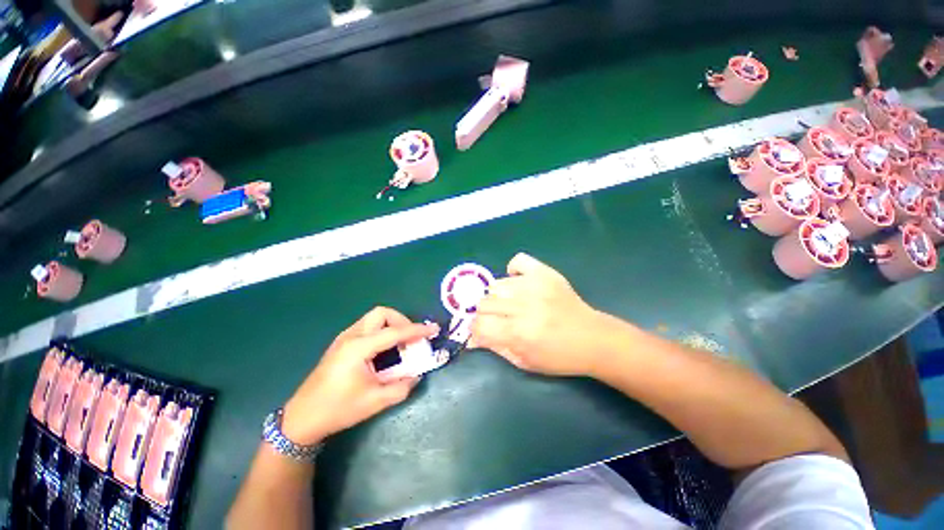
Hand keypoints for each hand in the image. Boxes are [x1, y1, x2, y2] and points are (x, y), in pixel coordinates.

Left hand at [282, 307, 437, 444]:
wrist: (301, 419)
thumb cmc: (337, 409)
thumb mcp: (374, 402)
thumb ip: (401, 387)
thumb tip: (417, 375)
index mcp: (359, 348)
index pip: (394, 332)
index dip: (417, 330)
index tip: (433, 330)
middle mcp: (351, 336)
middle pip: (382, 313)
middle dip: (401, 321)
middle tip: (411, 338)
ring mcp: (344, 338)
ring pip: (374, 318)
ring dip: (391, 325)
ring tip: (401, 344)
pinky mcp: (341, 344)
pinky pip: (367, 327)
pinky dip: (382, 331)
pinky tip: (385, 350)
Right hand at [469, 253, 606, 376]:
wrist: (593, 339)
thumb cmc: (559, 357)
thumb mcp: (524, 362)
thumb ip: (495, 348)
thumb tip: (471, 339)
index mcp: (518, 333)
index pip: (479, 325)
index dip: (476, 330)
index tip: (483, 332)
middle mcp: (523, 306)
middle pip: (484, 303)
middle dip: (487, 315)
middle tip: (500, 320)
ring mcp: (534, 285)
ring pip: (496, 285)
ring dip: (499, 297)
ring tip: (513, 304)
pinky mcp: (545, 273)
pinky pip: (518, 261)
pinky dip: (514, 271)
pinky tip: (519, 283)